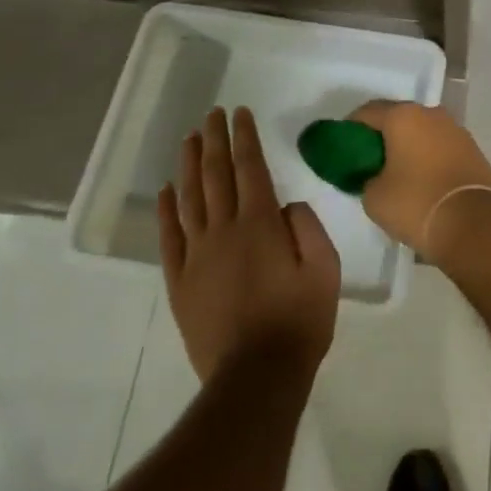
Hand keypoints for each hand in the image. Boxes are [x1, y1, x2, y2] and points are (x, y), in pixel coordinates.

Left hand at [158, 107, 340, 382]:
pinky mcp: (180, 281)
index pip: (250, 167)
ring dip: (188, 165)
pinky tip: (166, 191)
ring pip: (189, 198)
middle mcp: (224, 230)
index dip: (244, 137)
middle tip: (211, 114)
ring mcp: (197, 255)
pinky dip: (166, 210)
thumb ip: (308, 228)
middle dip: (214, 140)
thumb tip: (287, 206)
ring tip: (188, 139)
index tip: (240, 113)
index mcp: (260, 224)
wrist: (256, 376)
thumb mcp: (324, 270)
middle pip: (215, 174)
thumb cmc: (298, 321)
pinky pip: (170, 237)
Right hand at [347, 102, 490, 259]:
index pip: (368, 112)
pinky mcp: (474, 151)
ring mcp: (457, 131)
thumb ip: (367, 178)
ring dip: (408, 146)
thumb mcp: (374, 197)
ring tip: (397, 172)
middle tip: (368, 160)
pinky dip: (429, 158)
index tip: (343, 147)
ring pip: (423, 132)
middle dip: (382, 136)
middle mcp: (432, 114)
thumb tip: (376, 177)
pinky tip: (422, 180)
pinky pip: (441, 148)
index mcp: (404, 116)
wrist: (474, 225)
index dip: (351, 128)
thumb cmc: (416, 203)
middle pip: (398, 118)